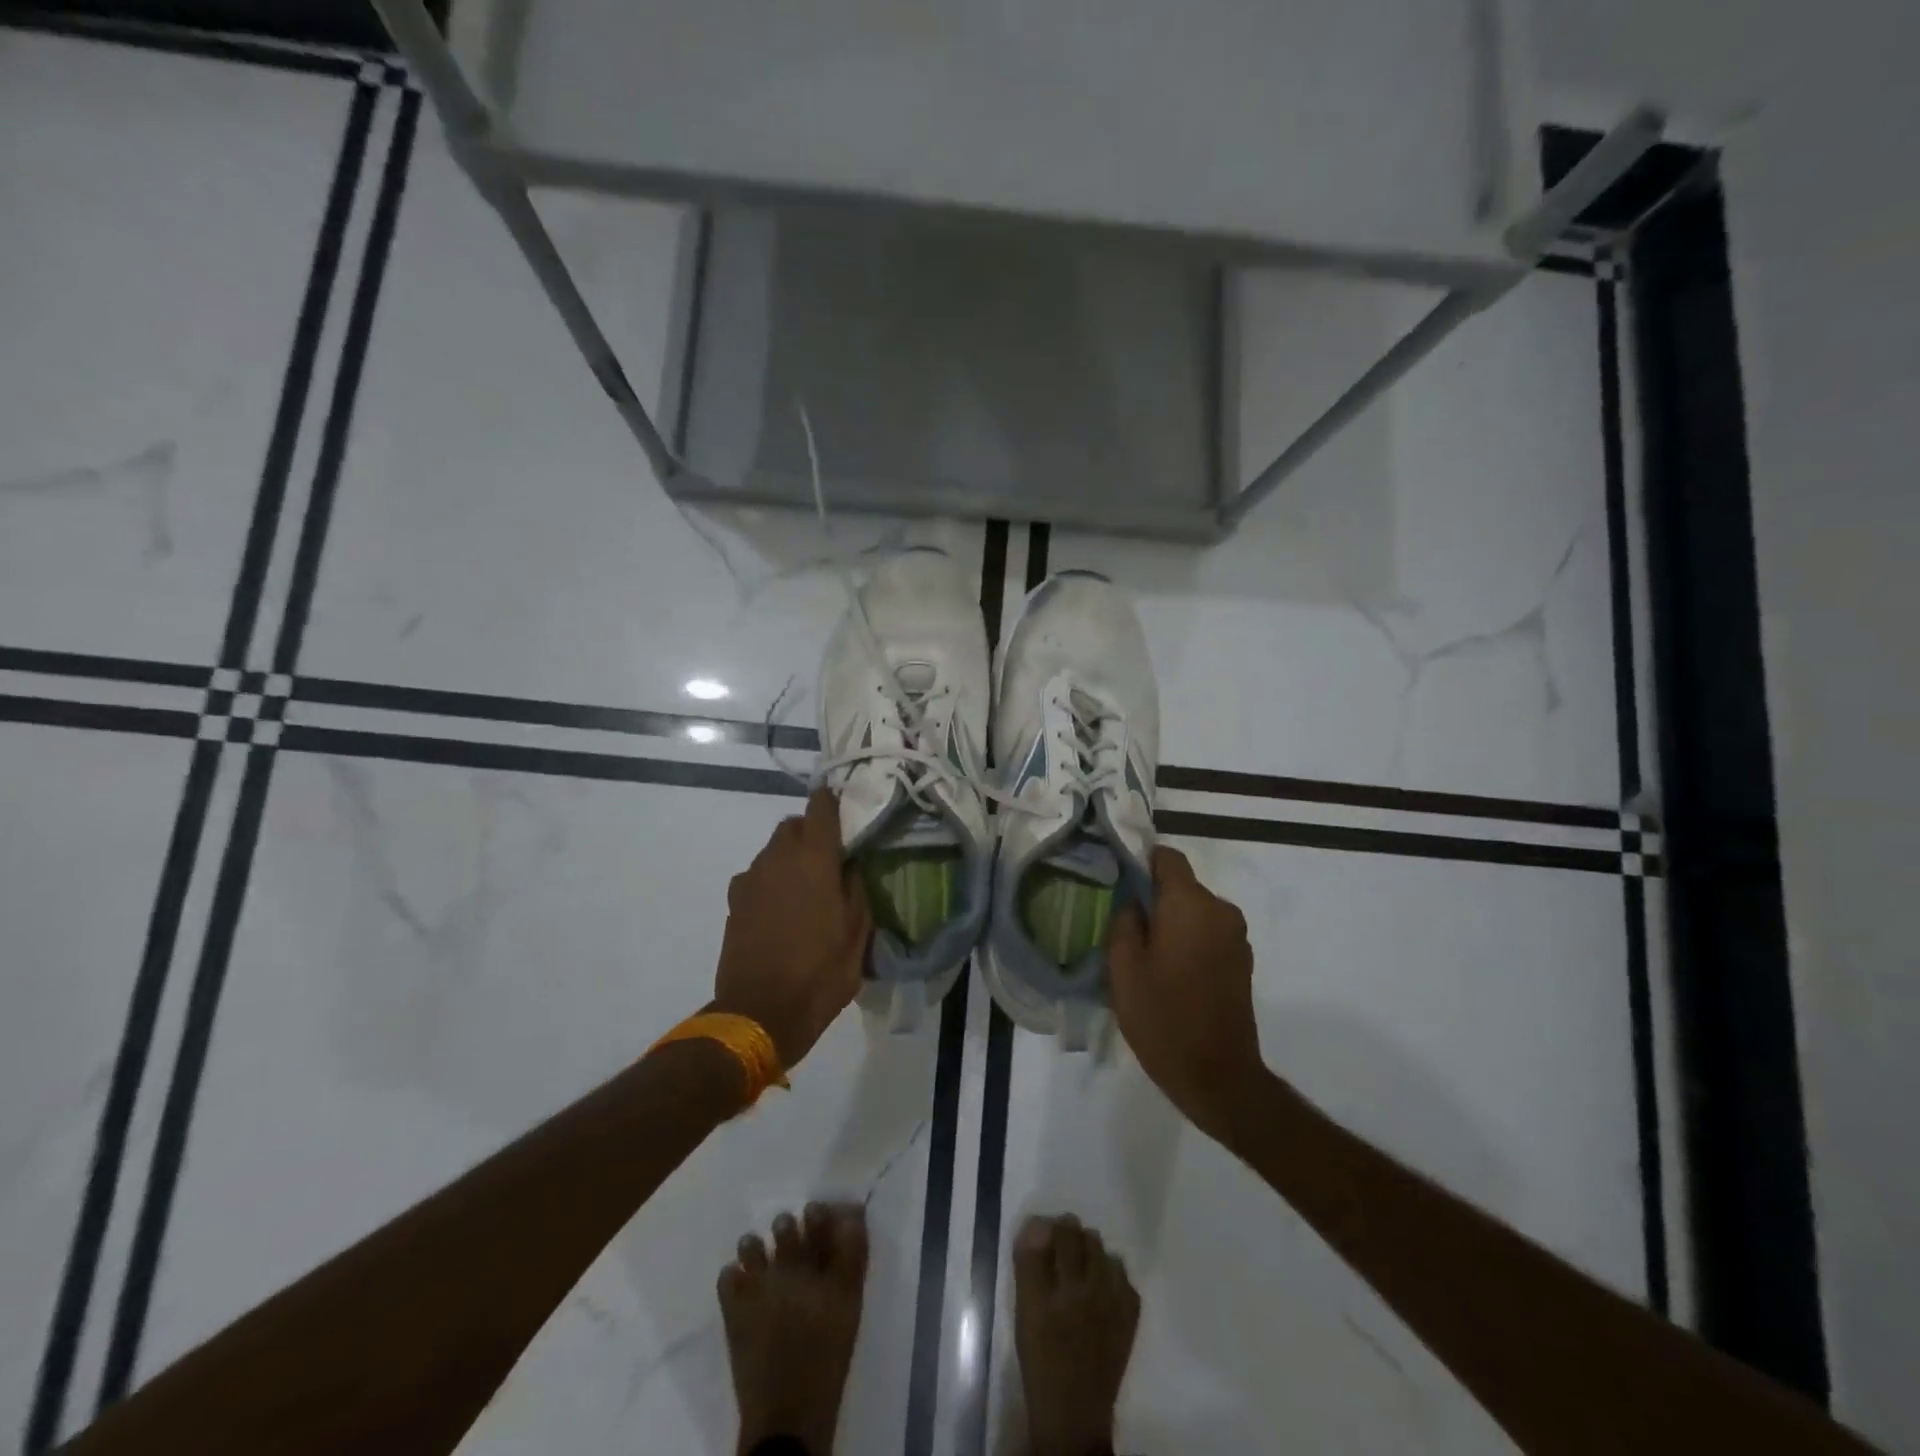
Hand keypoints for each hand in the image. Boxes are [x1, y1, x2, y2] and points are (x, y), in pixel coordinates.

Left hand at [713, 788, 871, 1068]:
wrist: (759, 1013)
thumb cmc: (820, 973)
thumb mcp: (857, 934)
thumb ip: (856, 889)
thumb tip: (851, 865)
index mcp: (815, 859)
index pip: (821, 807)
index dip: (833, 801)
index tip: (845, 808)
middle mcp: (779, 858)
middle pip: (793, 824)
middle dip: (810, 831)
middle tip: (830, 858)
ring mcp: (751, 878)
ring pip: (773, 849)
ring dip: (790, 856)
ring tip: (806, 887)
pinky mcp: (734, 901)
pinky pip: (756, 875)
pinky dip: (770, 879)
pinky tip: (780, 907)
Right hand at [1110, 846, 1263, 1142]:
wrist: (1218, 1077)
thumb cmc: (1163, 1018)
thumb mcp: (1123, 968)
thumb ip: (1124, 921)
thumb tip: (1132, 900)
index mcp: (1190, 904)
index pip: (1167, 857)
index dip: (1140, 862)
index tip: (1118, 882)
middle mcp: (1220, 910)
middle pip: (1181, 885)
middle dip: (1153, 897)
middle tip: (1123, 925)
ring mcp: (1235, 936)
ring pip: (1194, 910)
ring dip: (1171, 921)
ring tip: (1145, 954)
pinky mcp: (1241, 961)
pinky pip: (1208, 932)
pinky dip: (1188, 940)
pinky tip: (1169, 972)